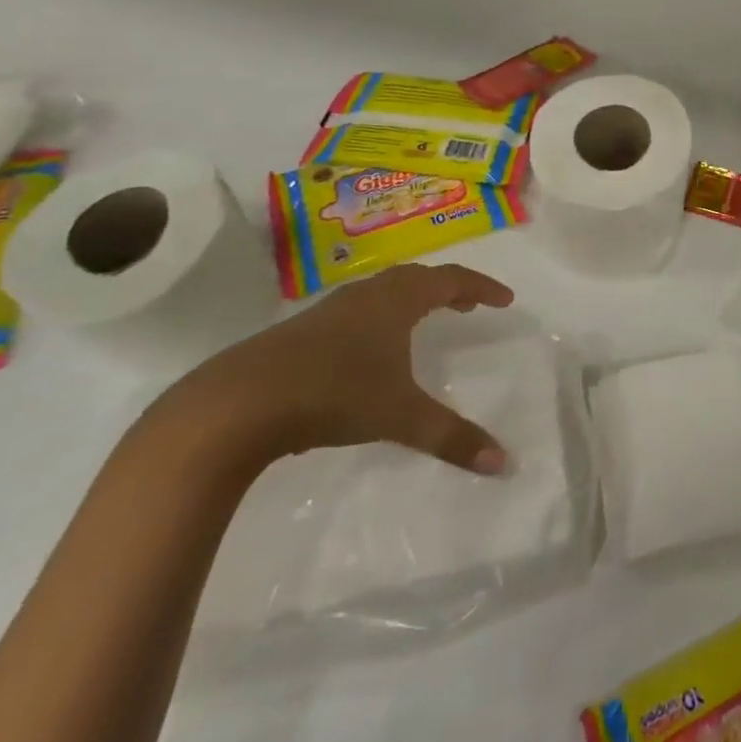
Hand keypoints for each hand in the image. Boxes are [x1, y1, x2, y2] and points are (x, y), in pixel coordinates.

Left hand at [174, 263, 515, 474]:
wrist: (235, 405)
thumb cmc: (332, 394)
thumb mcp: (400, 417)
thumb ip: (452, 437)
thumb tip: (503, 462)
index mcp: (396, 301)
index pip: (451, 279)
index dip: (481, 286)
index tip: (505, 299)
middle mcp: (366, 296)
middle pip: (416, 278)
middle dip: (447, 289)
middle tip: (469, 304)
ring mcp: (328, 312)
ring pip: (381, 293)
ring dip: (411, 301)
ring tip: (424, 322)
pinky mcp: (299, 333)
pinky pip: (355, 312)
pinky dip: (379, 319)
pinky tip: (370, 351)